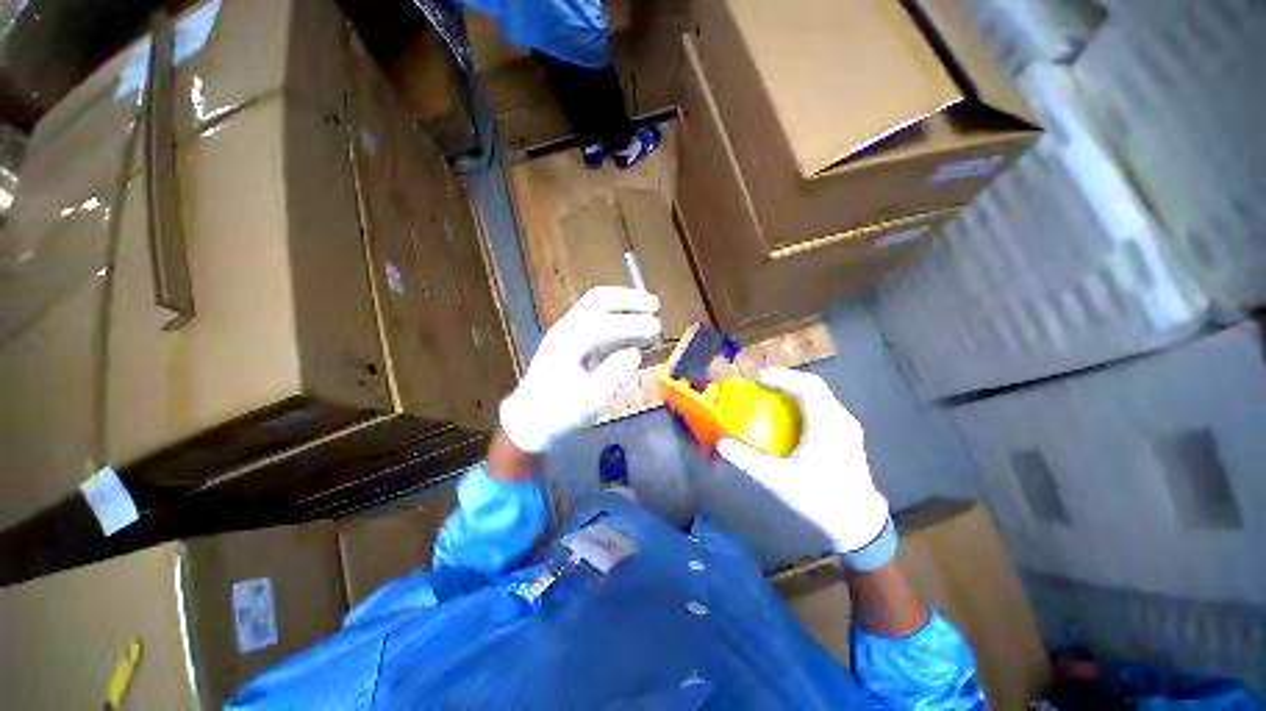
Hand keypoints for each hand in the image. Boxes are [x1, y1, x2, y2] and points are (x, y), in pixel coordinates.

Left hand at [500, 287, 661, 452]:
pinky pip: (595, 317)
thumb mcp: (588, 401)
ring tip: (649, 309)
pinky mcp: (571, 338)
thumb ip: (612, 375)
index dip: (632, 324)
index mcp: (566, 344)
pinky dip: (616, 315)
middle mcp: (565, 329)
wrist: (531, 420)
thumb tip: (635, 353)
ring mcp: (566, 331)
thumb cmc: (559, 413)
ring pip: (595, 305)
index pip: (602, 324)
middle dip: (628, 299)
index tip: (657, 328)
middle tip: (654, 305)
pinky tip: (631, 325)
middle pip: (597, 300)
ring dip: (623, 304)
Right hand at [717, 368, 889, 555]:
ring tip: (773, 395)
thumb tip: (720, 443)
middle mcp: (840, 419)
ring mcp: (848, 426)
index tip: (758, 378)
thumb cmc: (818, 498)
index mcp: (826, 424)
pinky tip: (791, 417)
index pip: (807, 386)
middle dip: (786, 379)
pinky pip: (824, 407)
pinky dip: (804, 403)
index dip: (781, 376)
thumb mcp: (776, 479)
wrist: (858, 523)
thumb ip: (746, 459)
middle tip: (762, 384)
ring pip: (821, 396)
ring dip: (795, 390)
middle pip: (814, 386)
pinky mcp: (849, 435)